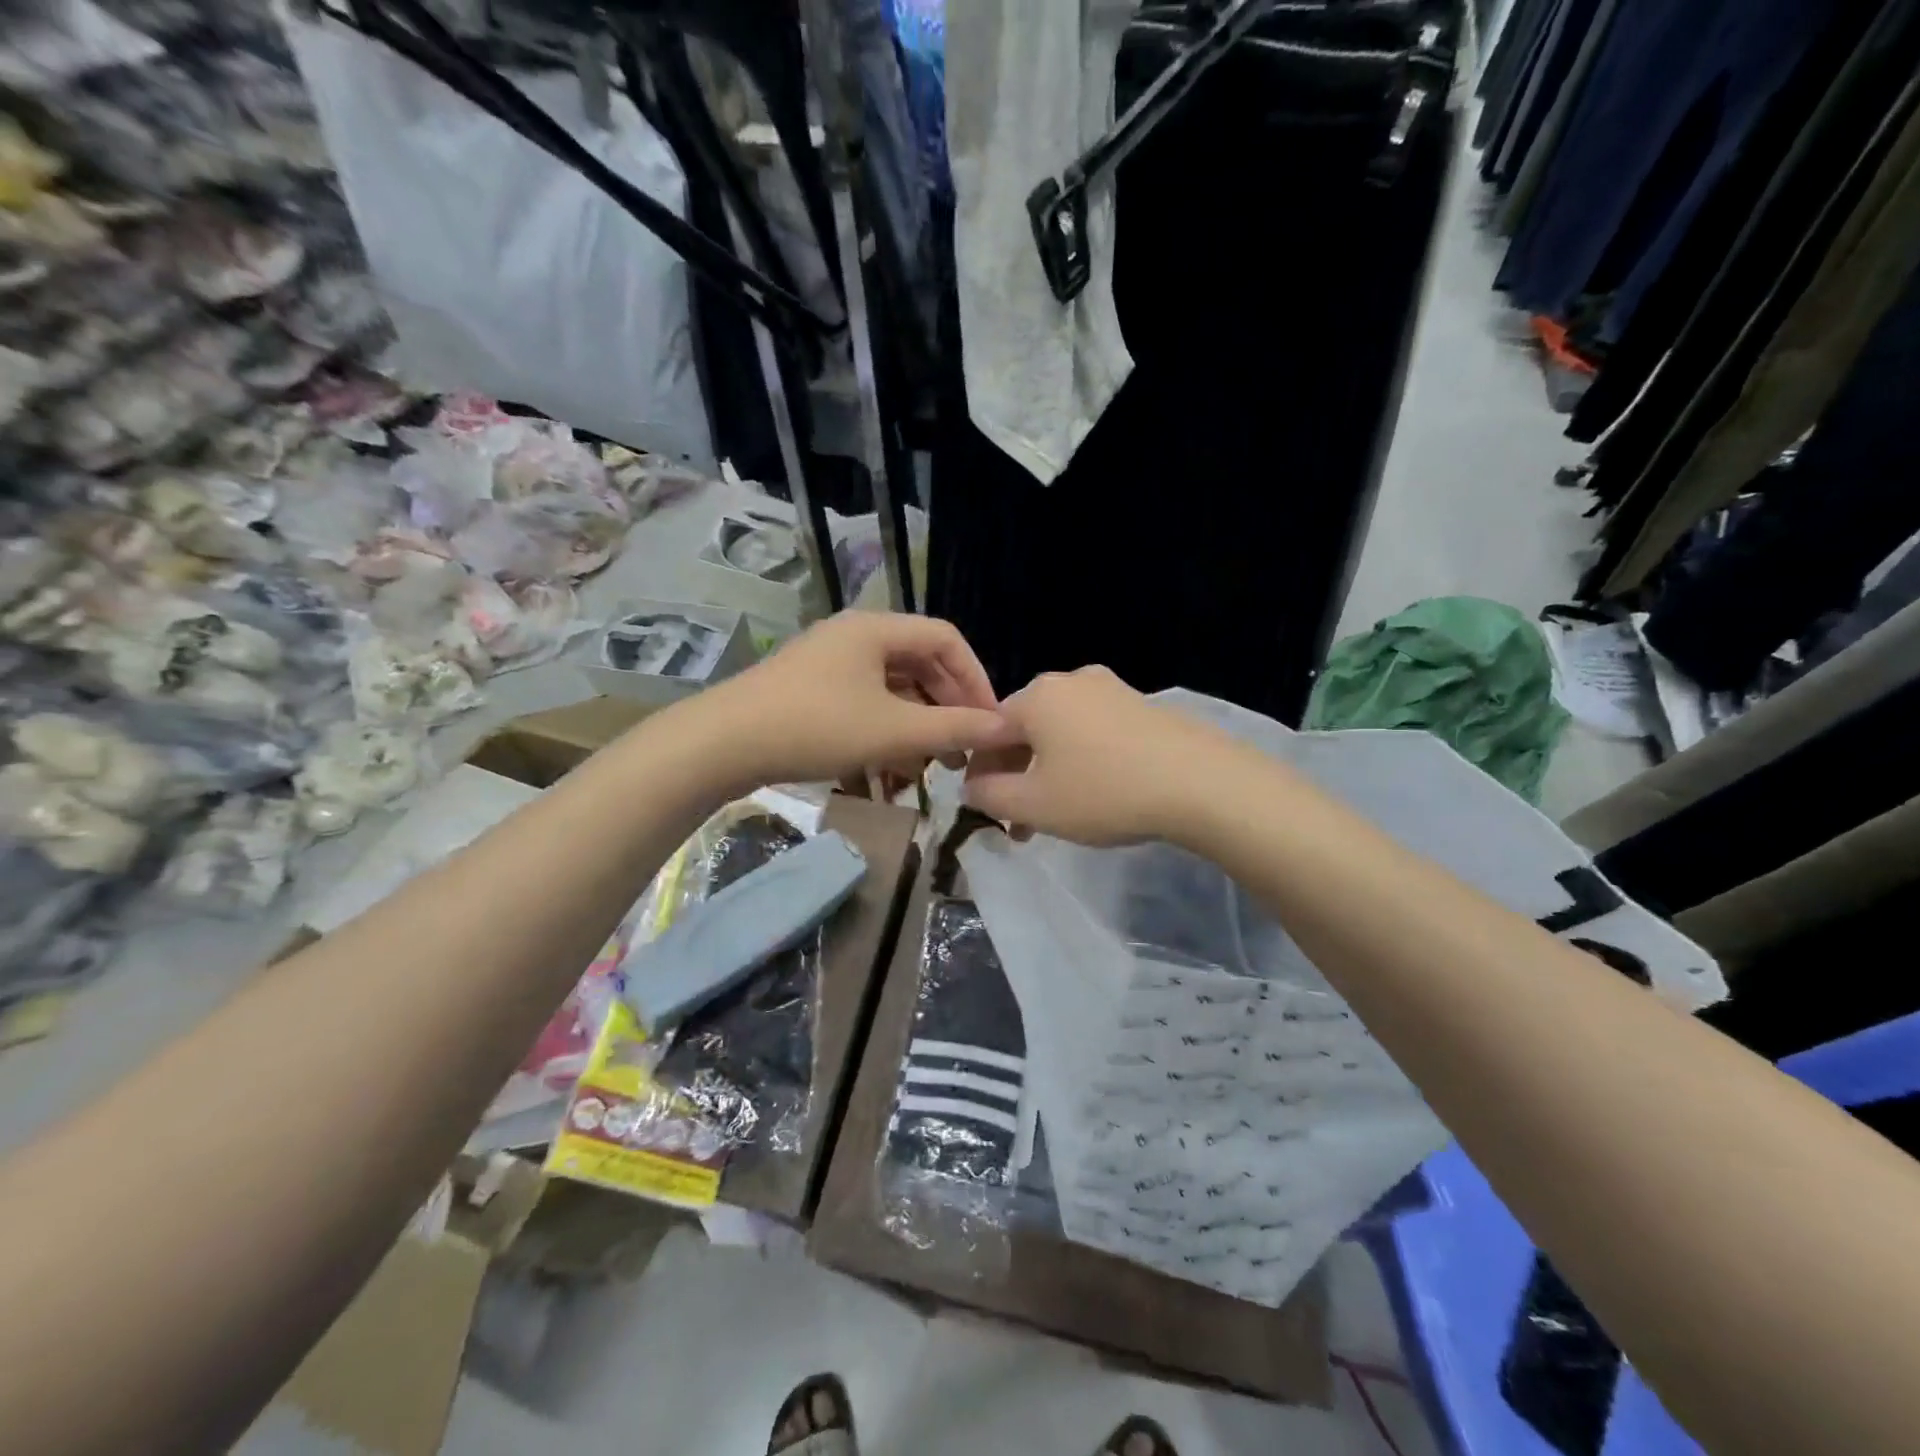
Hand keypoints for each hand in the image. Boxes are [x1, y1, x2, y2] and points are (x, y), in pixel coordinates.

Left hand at [692, 612, 1020, 788]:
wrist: (722, 744)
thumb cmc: (816, 726)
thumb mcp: (893, 731)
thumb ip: (953, 728)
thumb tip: (1005, 727)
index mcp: (877, 628)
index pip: (947, 639)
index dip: (976, 678)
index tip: (990, 721)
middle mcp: (854, 636)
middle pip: (919, 663)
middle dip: (947, 707)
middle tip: (963, 749)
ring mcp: (829, 662)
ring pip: (892, 687)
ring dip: (917, 724)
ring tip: (931, 766)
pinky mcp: (810, 690)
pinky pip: (864, 702)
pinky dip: (885, 730)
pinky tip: (890, 769)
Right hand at [962, 666, 1239, 845]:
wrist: (1202, 783)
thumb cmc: (1104, 792)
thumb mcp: (1034, 805)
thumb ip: (989, 795)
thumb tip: (971, 787)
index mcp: (1037, 696)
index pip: (988, 731)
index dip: (980, 772)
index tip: (985, 808)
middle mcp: (1071, 681)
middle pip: (1026, 730)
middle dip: (1017, 776)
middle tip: (1020, 822)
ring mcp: (1112, 690)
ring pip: (1061, 734)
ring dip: (1049, 773)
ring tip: (1057, 816)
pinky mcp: (1144, 706)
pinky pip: (1096, 733)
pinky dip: (1083, 761)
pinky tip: (1097, 793)